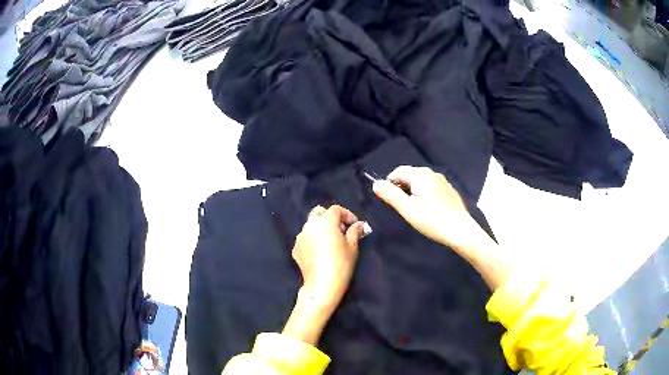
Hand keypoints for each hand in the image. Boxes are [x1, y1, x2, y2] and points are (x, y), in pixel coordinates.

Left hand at [292, 205, 364, 308]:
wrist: (322, 285)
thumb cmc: (341, 264)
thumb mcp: (352, 246)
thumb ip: (355, 231)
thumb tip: (359, 224)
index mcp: (325, 222)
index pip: (336, 209)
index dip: (347, 214)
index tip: (354, 224)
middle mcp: (310, 226)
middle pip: (319, 213)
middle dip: (330, 218)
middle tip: (341, 231)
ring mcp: (300, 237)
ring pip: (311, 225)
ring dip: (321, 228)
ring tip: (330, 242)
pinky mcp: (296, 249)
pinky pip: (305, 238)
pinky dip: (313, 240)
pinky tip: (320, 252)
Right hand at [373, 166, 510, 289]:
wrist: (461, 230)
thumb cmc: (433, 220)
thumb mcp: (408, 209)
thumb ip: (391, 195)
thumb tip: (376, 183)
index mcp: (420, 175)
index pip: (398, 171)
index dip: (389, 183)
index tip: (389, 200)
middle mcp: (432, 173)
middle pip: (410, 175)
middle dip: (401, 187)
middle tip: (401, 207)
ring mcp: (443, 181)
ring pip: (421, 182)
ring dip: (413, 191)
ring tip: (414, 210)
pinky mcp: (449, 190)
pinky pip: (431, 187)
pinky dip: (425, 194)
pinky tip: (428, 210)